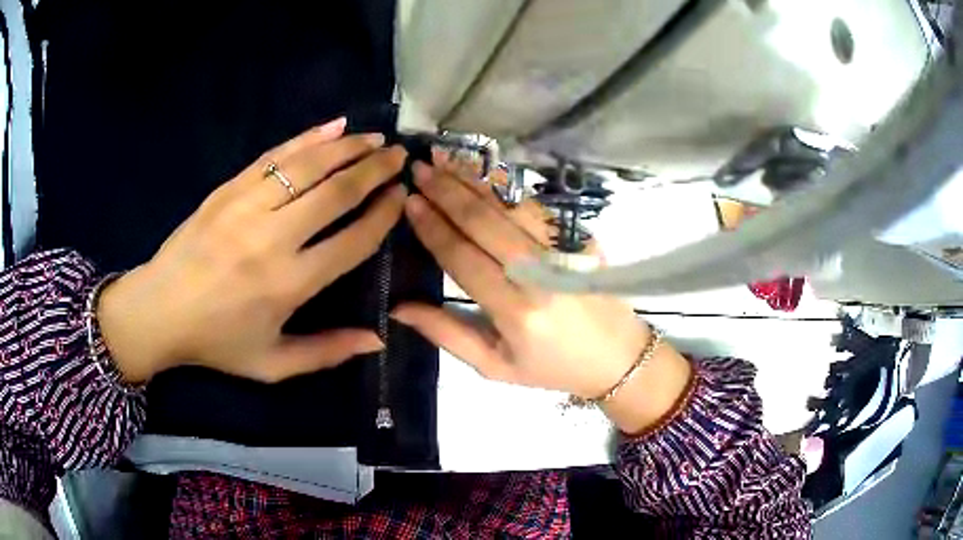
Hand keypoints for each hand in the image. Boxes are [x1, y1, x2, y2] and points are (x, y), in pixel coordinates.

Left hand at [98, 118, 408, 382]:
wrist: (159, 310)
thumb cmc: (217, 342)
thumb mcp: (272, 364)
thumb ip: (326, 352)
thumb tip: (378, 339)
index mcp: (289, 284)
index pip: (353, 240)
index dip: (383, 215)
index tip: (401, 197)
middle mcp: (273, 238)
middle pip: (336, 193)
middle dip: (374, 169)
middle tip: (398, 155)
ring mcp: (247, 207)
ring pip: (309, 166)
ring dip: (348, 147)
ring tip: (375, 137)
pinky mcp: (228, 189)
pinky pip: (275, 156)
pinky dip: (307, 138)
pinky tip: (333, 126)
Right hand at [393, 161, 691, 432]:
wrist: (617, 356)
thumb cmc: (551, 368)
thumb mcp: (495, 366)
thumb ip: (447, 334)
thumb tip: (399, 308)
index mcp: (515, 310)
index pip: (462, 258)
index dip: (433, 228)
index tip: (410, 202)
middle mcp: (539, 274)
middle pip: (484, 222)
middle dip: (447, 191)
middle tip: (419, 168)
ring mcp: (563, 251)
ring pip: (509, 205)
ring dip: (473, 180)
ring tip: (443, 160)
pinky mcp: (579, 238)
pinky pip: (534, 206)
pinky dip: (504, 187)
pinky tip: (482, 173)